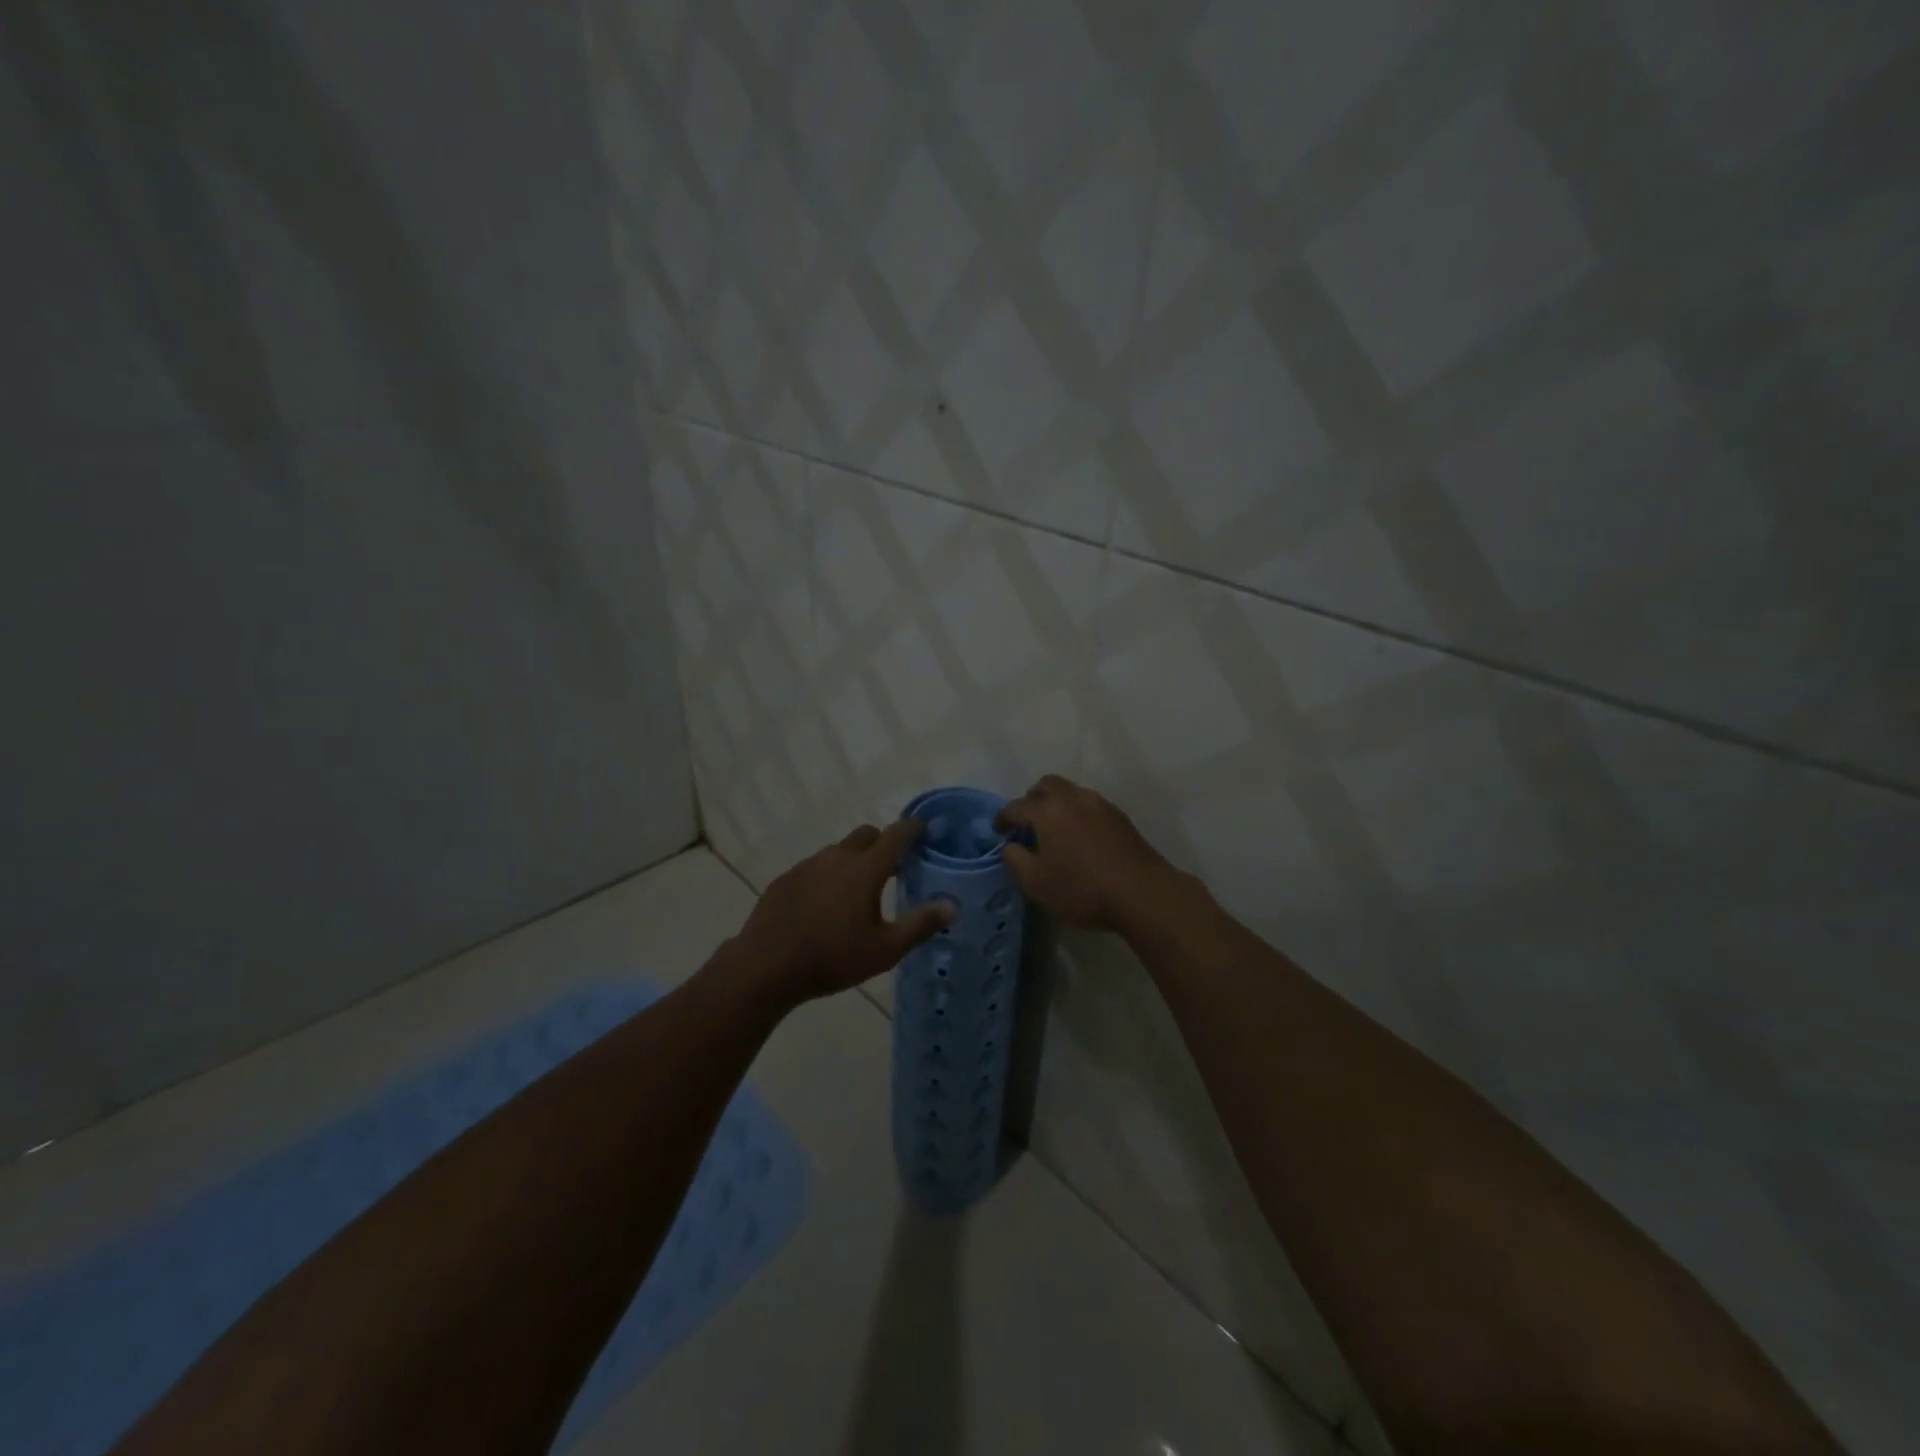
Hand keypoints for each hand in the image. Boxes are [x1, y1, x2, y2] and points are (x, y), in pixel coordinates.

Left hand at [730, 820, 954, 1003]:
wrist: (766, 967)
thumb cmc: (833, 958)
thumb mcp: (885, 950)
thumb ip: (920, 925)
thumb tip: (952, 906)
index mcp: (865, 869)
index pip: (895, 835)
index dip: (912, 829)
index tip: (923, 829)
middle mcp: (837, 857)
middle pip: (866, 835)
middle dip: (882, 842)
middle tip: (893, 866)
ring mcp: (807, 866)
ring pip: (838, 851)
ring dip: (853, 859)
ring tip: (857, 889)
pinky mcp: (785, 880)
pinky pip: (814, 867)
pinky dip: (827, 875)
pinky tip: (823, 904)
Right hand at [994, 775, 1178, 931]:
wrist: (1142, 893)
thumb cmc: (1081, 888)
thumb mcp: (1035, 883)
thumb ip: (1015, 859)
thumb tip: (1010, 846)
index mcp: (1047, 810)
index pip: (1016, 806)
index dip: (1003, 818)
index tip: (998, 831)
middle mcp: (1072, 798)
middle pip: (1046, 785)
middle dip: (1031, 800)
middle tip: (1026, 823)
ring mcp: (1100, 804)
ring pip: (1070, 793)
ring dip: (1056, 805)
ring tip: (1053, 831)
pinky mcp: (1120, 817)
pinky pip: (1088, 806)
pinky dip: (1076, 814)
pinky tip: (1079, 838)